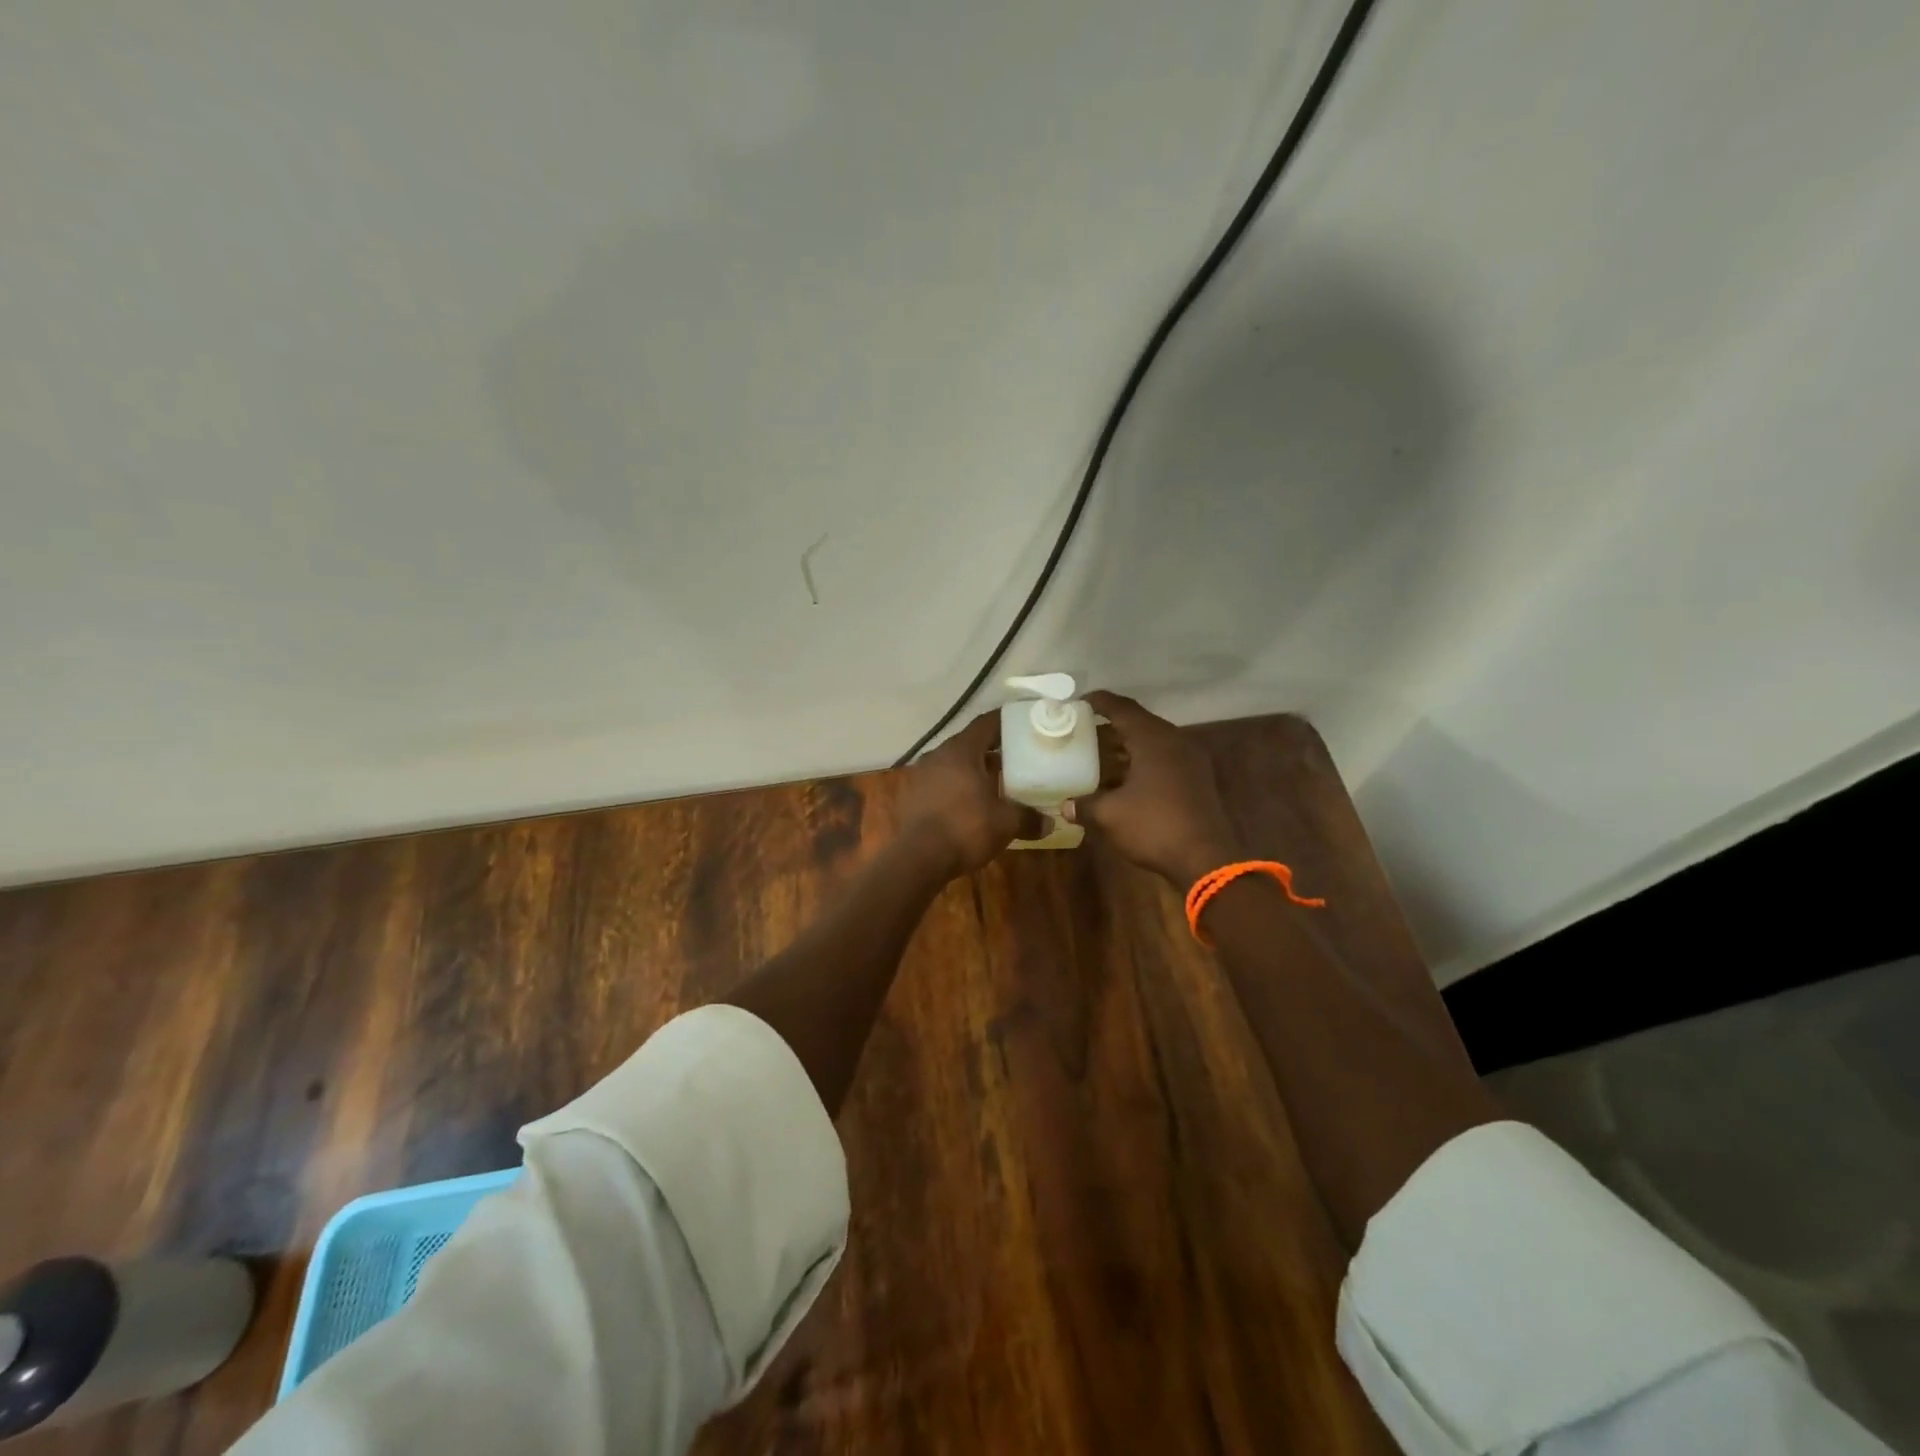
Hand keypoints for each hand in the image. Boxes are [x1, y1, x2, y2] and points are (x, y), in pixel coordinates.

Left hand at [897, 712, 1046, 877]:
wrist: (917, 859)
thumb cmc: (965, 829)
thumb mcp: (1005, 823)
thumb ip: (1029, 818)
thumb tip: (1050, 822)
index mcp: (960, 751)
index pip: (985, 723)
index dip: (1005, 722)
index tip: (1022, 724)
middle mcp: (937, 755)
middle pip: (969, 744)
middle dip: (991, 751)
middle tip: (1015, 759)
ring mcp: (919, 775)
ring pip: (952, 765)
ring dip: (972, 771)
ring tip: (994, 784)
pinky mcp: (910, 797)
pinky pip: (939, 784)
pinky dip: (956, 788)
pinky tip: (969, 805)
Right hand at [1063, 691, 1241, 885]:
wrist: (1206, 860)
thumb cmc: (1154, 827)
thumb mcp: (1110, 815)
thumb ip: (1085, 805)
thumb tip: (1065, 806)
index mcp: (1153, 739)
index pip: (1122, 708)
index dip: (1100, 702)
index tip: (1079, 701)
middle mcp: (1175, 741)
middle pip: (1140, 722)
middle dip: (1112, 724)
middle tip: (1085, 728)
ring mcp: (1190, 760)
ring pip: (1153, 742)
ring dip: (1127, 745)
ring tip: (1100, 752)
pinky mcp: (1197, 780)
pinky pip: (1164, 759)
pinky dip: (1142, 761)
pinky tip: (1125, 777)